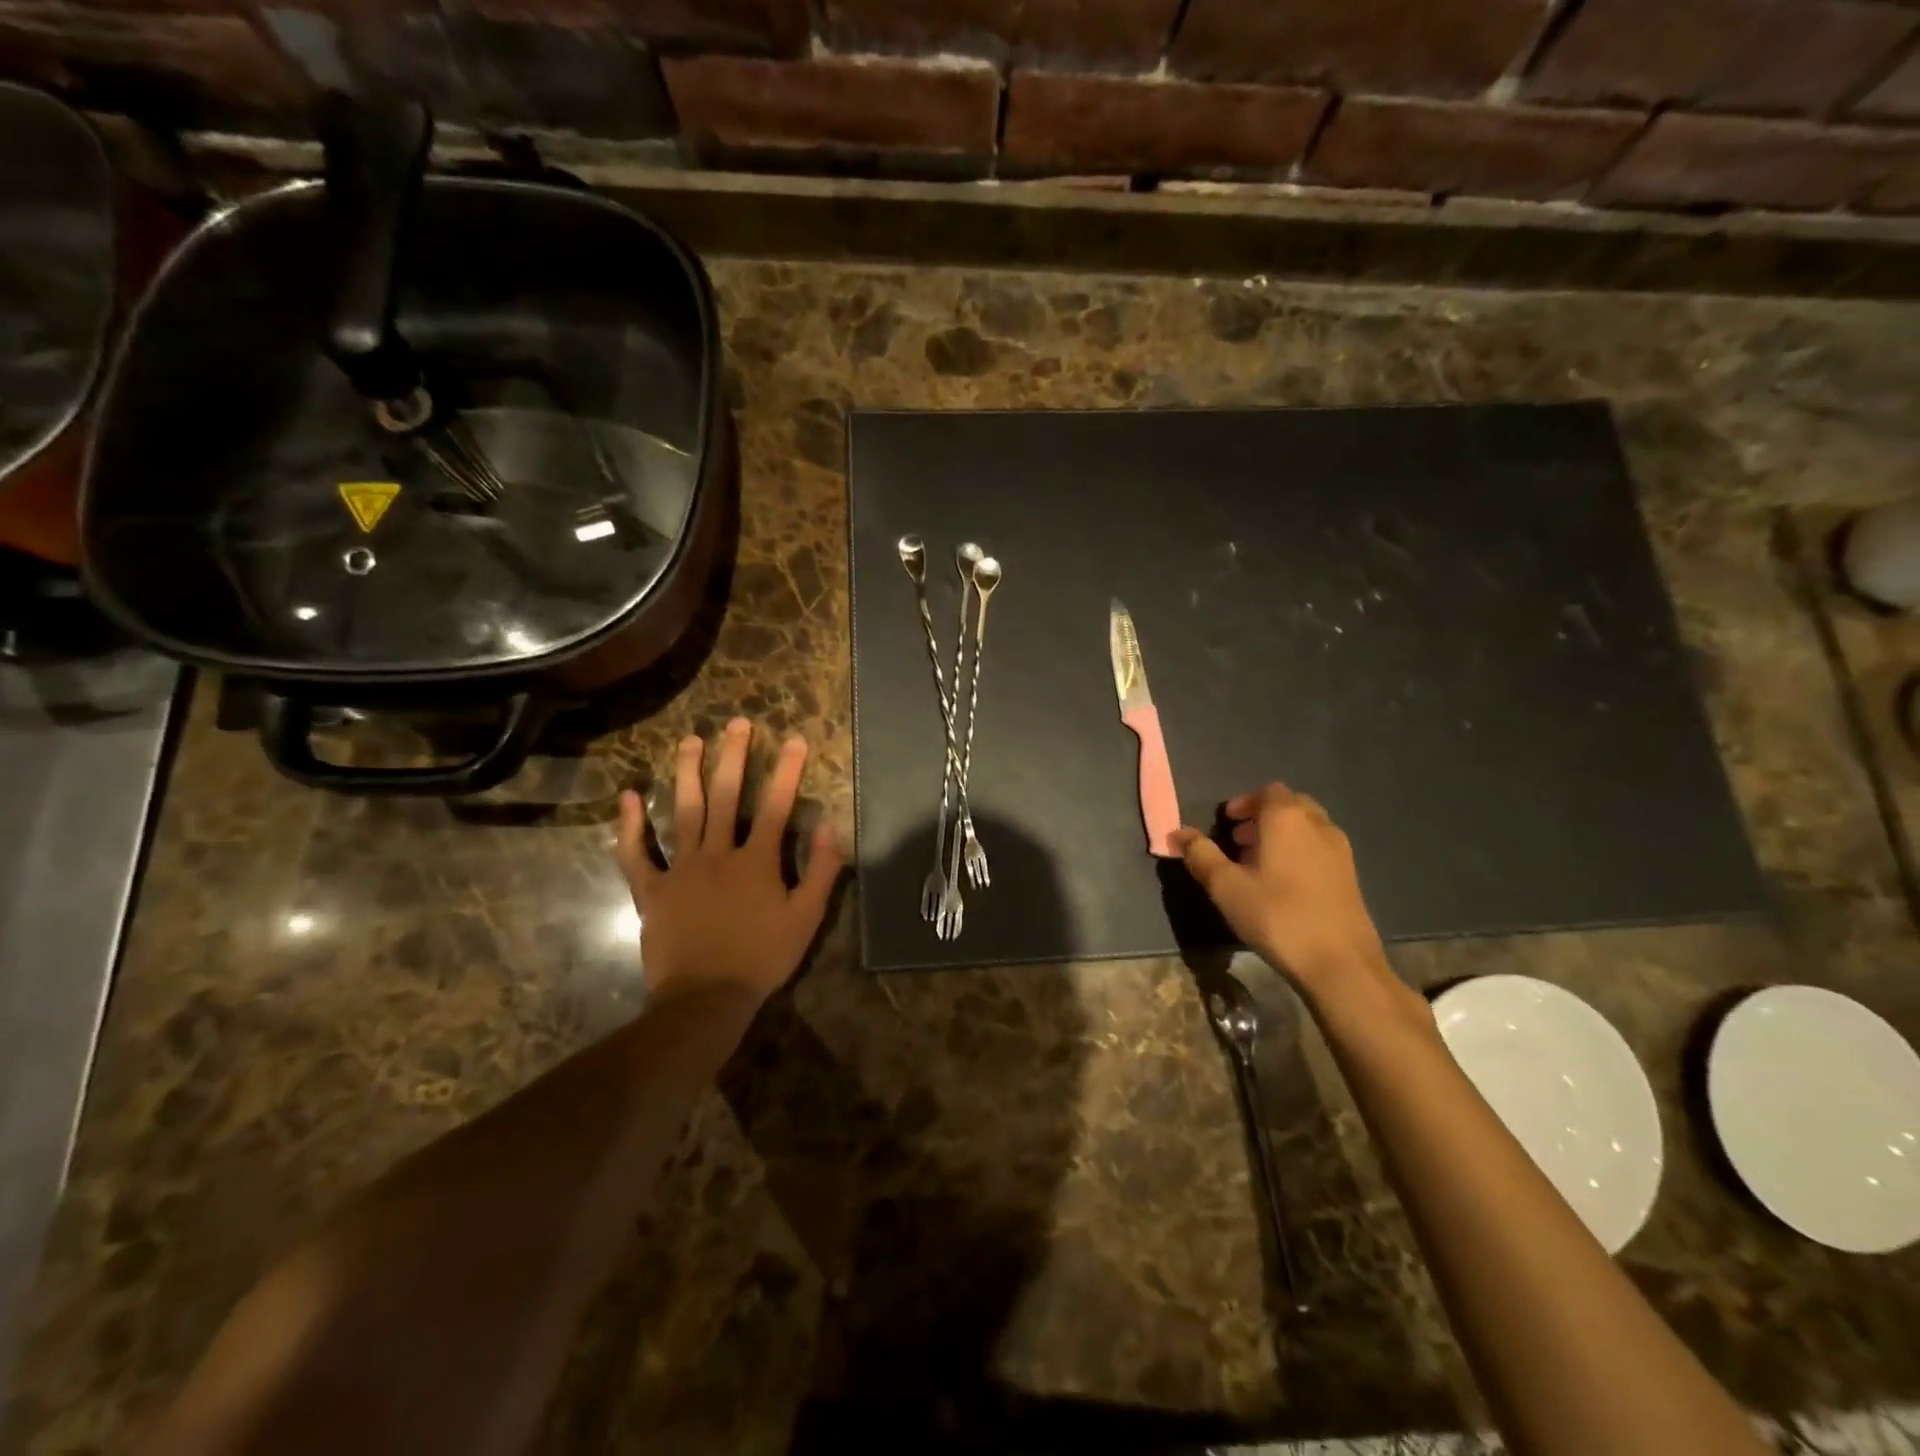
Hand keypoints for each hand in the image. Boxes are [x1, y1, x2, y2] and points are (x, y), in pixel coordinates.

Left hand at [614, 718, 842, 1005]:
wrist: (705, 999)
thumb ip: (821, 871)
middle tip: (736, 723)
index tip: (794, 739)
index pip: (776, 806)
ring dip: (687, 774)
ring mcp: (681, 869)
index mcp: (757, 861)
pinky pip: (637, 854)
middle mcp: (718, 854)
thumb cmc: (762, 958)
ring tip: (690, 741)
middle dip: (734, 757)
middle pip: (726, 797)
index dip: (787, 771)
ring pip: (684, 812)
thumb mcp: (806, 919)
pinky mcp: (652, 890)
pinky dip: (630, 826)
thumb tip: (831, 827)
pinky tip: (628, 797)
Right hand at [1170, 783, 1387, 994]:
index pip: (1267, 791)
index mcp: (1286, 818)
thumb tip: (1177, 833)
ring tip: (1258, 864)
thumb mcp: (1226, 886)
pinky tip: (1284, 884)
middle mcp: (1317, 824)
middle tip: (1239, 842)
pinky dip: (1299, 852)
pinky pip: (1319, 848)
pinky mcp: (1351, 875)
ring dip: (1281, 835)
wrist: (1340, 963)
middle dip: (1262, 817)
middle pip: (1289, 805)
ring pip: (1307, 827)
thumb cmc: (1277, 916)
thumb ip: (1200, 854)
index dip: (1244, 803)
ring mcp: (1339, 850)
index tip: (1226, 824)